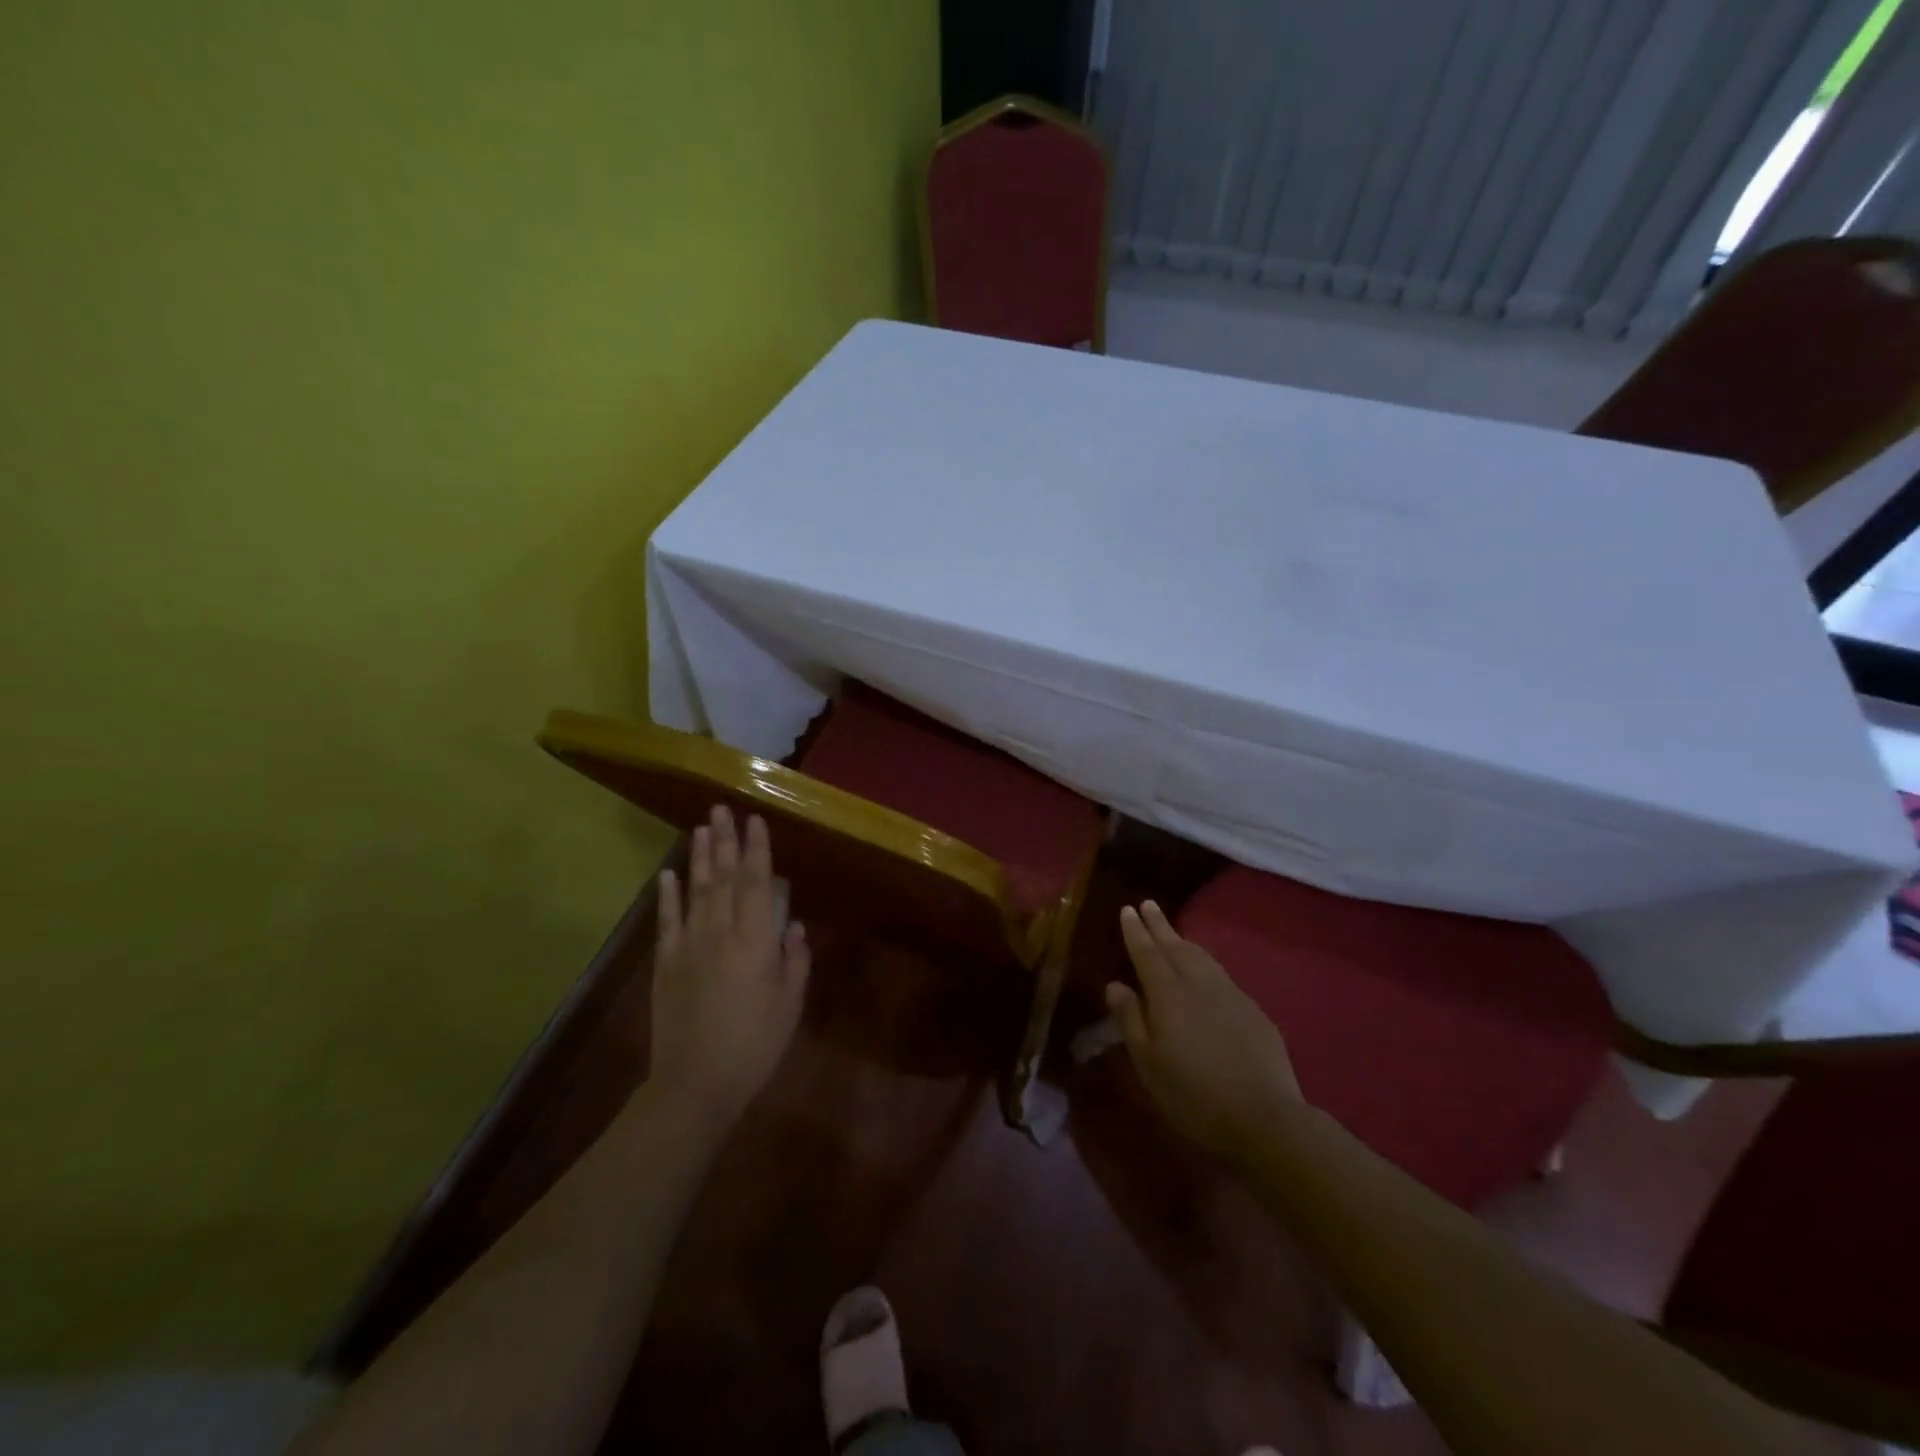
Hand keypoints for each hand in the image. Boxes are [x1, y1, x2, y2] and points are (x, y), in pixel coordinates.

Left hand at [649, 806, 811, 1127]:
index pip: (756, 883)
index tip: (756, 820)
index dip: (757, 850)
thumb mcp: (790, 1004)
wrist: (695, 1084)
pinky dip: (667, 895)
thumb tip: (792, 922)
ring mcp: (688, 946)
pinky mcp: (666, 964)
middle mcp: (719, 933)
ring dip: (699, 857)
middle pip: (723, 877)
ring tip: (701, 828)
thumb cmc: (754, 1046)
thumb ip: (795, 959)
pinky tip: (668, 874)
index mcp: (754, 942)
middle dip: (724, 841)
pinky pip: (667, 921)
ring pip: (695, 891)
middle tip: (722, 808)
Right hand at [1107, 900, 1302, 1159]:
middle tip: (1148, 904)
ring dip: (1184, 941)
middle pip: (1175, 946)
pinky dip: (1206, 963)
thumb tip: (1115, 985)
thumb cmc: (1192, 1094)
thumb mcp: (1148, 1063)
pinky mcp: (1253, 1010)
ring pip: (1202, 957)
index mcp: (1168, 994)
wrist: (1264, 1117)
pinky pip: (1221, 975)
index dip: (1135, 931)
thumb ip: (1130, 1019)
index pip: (1147, 953)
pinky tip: (1206, 972)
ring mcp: (1230, 994)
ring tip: (1174, 933)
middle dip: (1159, 925)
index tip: (1128, 909)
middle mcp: (1198, 984)